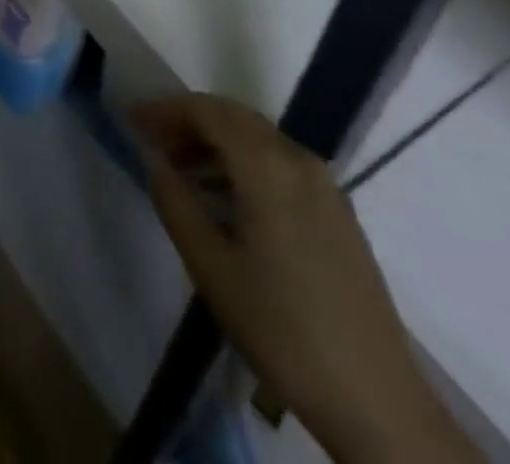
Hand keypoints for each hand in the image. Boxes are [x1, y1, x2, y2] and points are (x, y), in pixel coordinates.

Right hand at [132, 96, 478, 463]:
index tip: (132, 119)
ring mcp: (324, 185)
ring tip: (179, 168)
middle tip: (151, 140)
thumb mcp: (212, 269)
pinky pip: (279, 162)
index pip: (208, 111)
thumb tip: (153, 158)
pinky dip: (243, 162)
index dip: (166, 109)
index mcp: (269, 167)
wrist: (377, 401)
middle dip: (188, 120)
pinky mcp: (337, 210)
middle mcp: (299, 160)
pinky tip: (223, 196)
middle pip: (234, 117)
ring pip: (258, 138)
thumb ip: (176, 203)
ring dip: (215, 141)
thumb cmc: (283, 332)